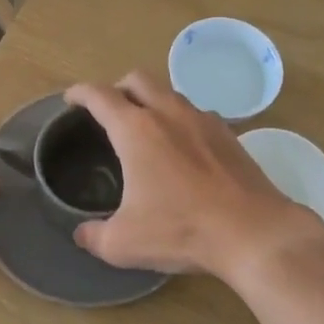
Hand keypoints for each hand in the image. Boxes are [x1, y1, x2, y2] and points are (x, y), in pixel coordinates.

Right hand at [64, 72, 322, 278]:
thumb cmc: (181, 230)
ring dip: (152, 101)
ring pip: (170, 93)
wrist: (253, 231)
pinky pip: (196, 114)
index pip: (100, 96)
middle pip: (137, 79)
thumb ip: (95, 236)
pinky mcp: (229, 134)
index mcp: (136, 130)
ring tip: (146, 128)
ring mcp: (203, 119)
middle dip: (118, 88)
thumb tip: (82, 234)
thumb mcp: (125, 243)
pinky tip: (183, 148)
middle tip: (109, 110)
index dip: (80, 93)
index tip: (71, 99)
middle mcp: (168, 113)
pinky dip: (181, 120)